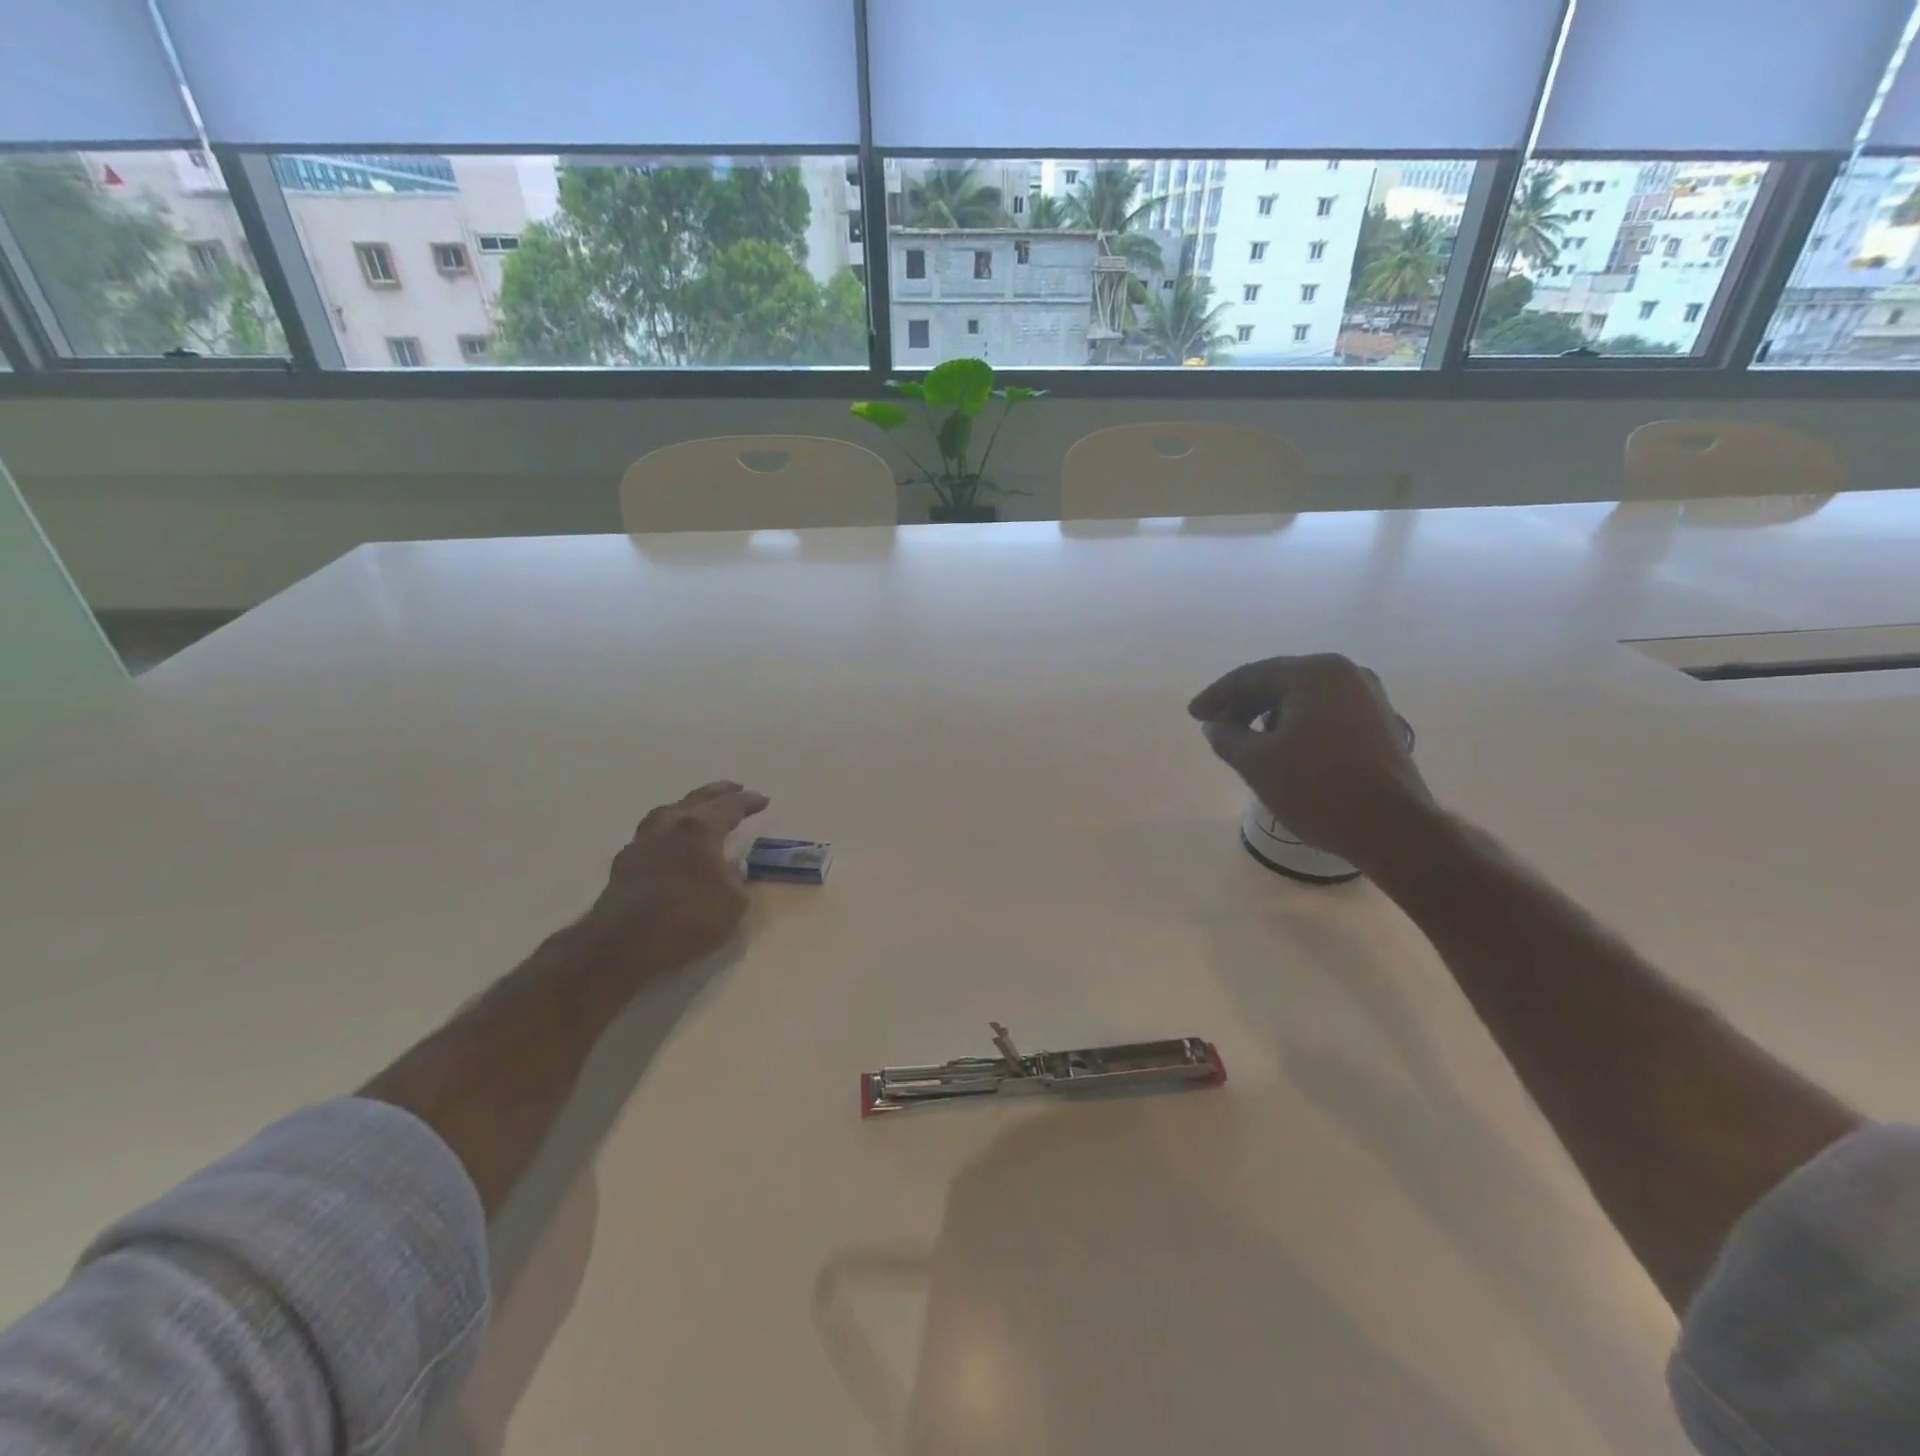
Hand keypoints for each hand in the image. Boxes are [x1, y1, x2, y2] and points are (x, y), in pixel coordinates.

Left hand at [582, 781, 769, 973]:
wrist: (625, 943)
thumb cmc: (689, 918)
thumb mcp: (734, 903)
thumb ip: (736, 879)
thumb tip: (731, 868)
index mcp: (700, 828)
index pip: (730, 805)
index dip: (749, 802)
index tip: (763, 800)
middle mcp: (669, 825)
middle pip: (698, 799)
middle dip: (719, 792)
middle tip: (735, 788)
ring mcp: (642, 841)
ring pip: (668, 812)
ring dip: (688, 807)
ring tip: (698, 810)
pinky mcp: (624, 862)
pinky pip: (652, 835)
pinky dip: (668, 832)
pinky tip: (670, 843)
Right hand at [1188, 654, 1432, 869]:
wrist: (1392, 828)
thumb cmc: (1316, 787)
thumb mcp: (1256, 762)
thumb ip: (1227, 737)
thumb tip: (1215, 725)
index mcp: (1314, 672)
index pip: (1251, 676)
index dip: (1217, 696)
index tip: (1194, 715)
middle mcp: (1346, 674)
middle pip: (1280, 683)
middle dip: (1244, 706)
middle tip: (1217, 729)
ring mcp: (1368, 698)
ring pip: (1303, 700)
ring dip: (1270, 717)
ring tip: (1248, 744)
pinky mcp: (1379, 723)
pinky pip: (1325, 714)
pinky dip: (1297, 727)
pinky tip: (1283, 751)